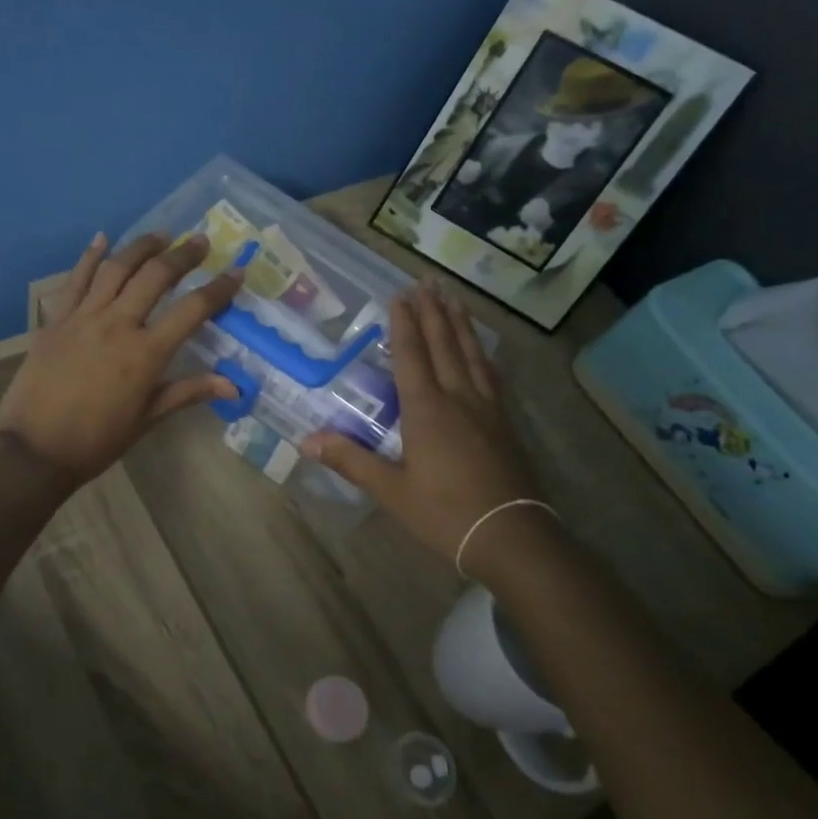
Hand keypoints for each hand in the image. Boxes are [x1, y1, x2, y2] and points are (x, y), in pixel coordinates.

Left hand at [0, 231, 241, 488]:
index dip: (218, 289)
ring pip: (117, 268)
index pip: (192, 310)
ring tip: (161, 236)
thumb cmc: (96, 441)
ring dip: (141, 247)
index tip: (236, 272)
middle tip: (200, 242)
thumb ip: (188, 392)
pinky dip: (89, 256)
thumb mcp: (147, 419)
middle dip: (183, 255)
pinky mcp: (56, 319)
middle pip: (155, 276)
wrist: (34, 449)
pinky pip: (75, 280)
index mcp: (146, 353)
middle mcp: (118, 324)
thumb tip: (234, 385)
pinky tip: (102, 238)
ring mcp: (83, 317)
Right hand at [300, 283, 544, 564]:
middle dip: (433, 312)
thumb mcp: (391, 490)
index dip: (403, 324)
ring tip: (455, 298)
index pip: (411, 356)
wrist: (511, 536)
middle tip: (427, 282)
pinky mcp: (504, 422)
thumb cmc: (444, 513)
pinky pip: (490, 374)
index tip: (399, 295)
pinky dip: (481, 353)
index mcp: (426, 410)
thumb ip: (350, 460)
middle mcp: (457, 398)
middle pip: (444, 345)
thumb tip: (306, 441)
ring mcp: (486, 408)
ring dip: (460, 324)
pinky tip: (482, 350)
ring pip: (471, 354)